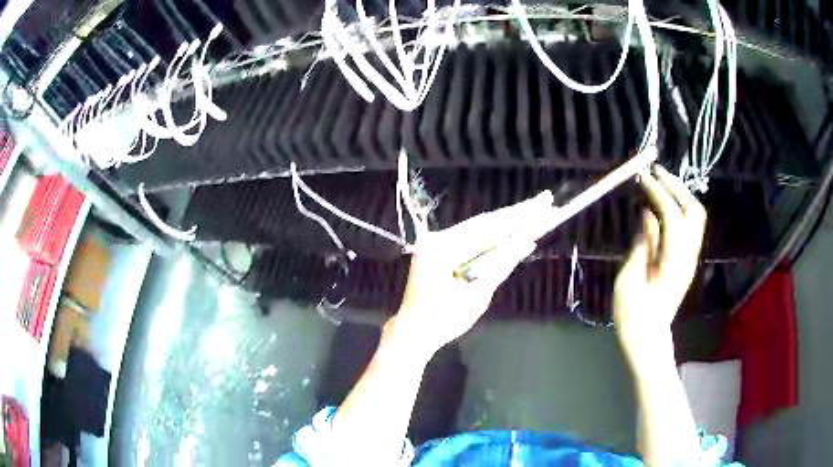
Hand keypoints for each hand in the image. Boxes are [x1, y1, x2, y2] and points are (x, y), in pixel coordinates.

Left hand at [389, 191, 556, 355]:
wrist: (413, 331)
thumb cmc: (442, 320)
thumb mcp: (477, 296)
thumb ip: (500, 266)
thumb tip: (526, 242)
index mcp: (442, 248)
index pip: (489, 227)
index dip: (518, 216)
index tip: (542, 204)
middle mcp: (438, 237)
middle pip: (484, 222)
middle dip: (516, 214)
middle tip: (544, 202)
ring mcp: (438, 241)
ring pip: (479, 228)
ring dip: (507, 223)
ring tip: (534, 212)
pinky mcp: (441, 248)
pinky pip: (472, 238)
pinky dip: (494, 236)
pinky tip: (514, 230)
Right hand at [614, 165, 706, 360]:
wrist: (648, 338)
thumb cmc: (634, 314)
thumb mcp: (629, 278)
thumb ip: (642, 243)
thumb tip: (646, 214)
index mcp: (672, 261)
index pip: (671, 214)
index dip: (658, 191)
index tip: (642, 177)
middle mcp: (688, 255)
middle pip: (692, 210)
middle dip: (675, 186)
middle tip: (656, 172)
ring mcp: (690, 258)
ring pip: (696, 217)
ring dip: (681, 195)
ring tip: (662, 182)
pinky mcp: (687, 261)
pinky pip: (692, 226)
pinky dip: (682, 208)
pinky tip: (666, 205)